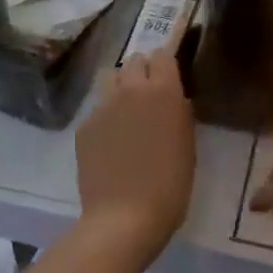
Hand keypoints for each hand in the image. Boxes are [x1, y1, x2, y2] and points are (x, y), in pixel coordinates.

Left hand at [75, 51, 194, 264]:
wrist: (124, 218)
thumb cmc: (170, 186)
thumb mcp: (188, 145)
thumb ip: (179, 113)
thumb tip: (173, 100)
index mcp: (163, 90)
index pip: (162, 54)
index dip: (165, 65)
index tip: (169, 79)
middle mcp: (131, 89)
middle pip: (134, 60)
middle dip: (142, 72)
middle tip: (148, 97)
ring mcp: (103, 105)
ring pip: (110, 77)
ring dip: (120, 86)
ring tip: (125, 111)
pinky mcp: (84, 125)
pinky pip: (97, 108)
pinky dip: (105, 117)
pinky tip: (109, 142)